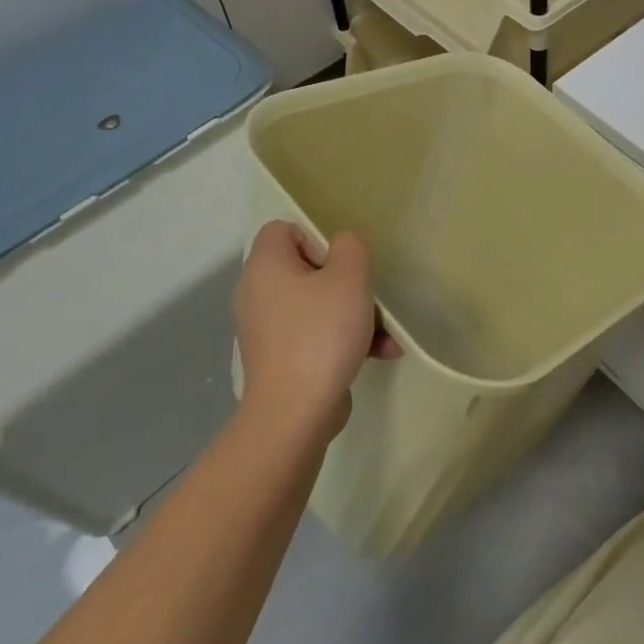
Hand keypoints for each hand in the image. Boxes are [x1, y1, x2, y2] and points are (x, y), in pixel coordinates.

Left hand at [234, 221, 395, 441]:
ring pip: (317, 305)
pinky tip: (380, 353)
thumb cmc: (321, 334)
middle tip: (365, 296)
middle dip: (346, 282)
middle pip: (305, 269)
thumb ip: (349, 248)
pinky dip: (344, 340)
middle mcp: (258, 294)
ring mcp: (268, 330)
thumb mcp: (349, 277)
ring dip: (354, 315)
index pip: (283, 230)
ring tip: (385, 334)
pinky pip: (315, 335)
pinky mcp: (281, 359)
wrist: (295, 413)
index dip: (316, 238)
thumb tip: (340, 247)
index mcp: (265, 267)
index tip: (341, 263)